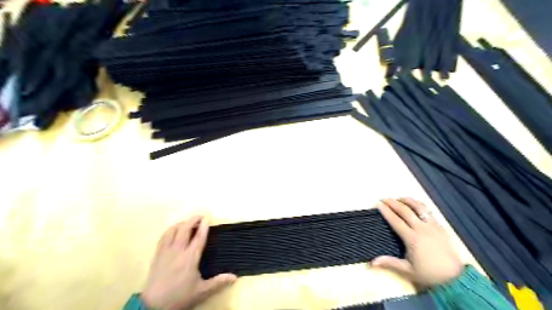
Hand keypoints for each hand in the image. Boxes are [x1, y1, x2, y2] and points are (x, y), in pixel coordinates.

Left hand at [140, 216, 235, 309]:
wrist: (154, 306)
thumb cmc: (180, 296)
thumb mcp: (201, 291)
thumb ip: (218, 282)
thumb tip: (235, 277)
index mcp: (190, 258)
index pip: (198, 237)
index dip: (203, 226)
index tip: (207, 217)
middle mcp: (178, 251)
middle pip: (184, 229)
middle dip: (193, 220)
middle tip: (200, 215)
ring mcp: (166, 252)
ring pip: (172, 231)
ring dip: (181, 223)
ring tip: (187, 222)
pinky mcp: (157, 255)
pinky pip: (163, 237)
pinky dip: (170, 230)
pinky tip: (173, 231)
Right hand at [373, 199, 461, 287]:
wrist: (455, 278)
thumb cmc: (429, 274)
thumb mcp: (408, 271)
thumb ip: (390, 263)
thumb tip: (372, 262)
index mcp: (412, 238)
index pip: (395, 220)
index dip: (386, 211)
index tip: (378, 204)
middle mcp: (421, 229)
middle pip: (405, 211)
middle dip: (393, 203)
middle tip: (384, 198)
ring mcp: (432, 226)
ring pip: (419, 208)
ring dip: (408, 201)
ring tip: (399, 198)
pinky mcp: (440, 227)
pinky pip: (429, 212)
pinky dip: (420, 205)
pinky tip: (416, 205)